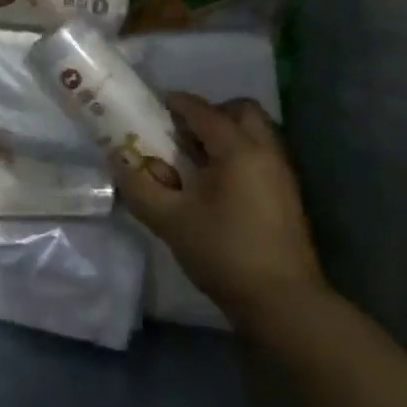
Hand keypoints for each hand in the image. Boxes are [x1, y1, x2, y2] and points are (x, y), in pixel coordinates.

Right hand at [114, 93, 325, 337]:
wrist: (283, 303)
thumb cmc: (224, 253)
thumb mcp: (170, 221)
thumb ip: (140, 188)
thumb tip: (119, 163)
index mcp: (237, 149)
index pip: (202, 110)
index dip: (176, 104)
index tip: (153, 107)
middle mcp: (265, 151)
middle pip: (241, 111)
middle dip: (211, 113)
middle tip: (183, 135)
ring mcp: (281, 173)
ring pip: (255, 133)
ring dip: (226, 135)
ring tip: (196, 162)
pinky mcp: (287, 195)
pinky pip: (261, 156)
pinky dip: (238, 155)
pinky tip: (215, 186)